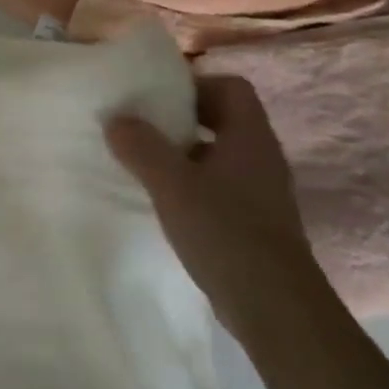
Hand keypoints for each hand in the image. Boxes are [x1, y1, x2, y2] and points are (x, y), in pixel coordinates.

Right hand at [105, 75, 328, 342]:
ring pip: (218, 154)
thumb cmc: (224, 231)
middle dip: (182, 118)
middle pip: (223, 118)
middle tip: (141, 127)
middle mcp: (260, 157)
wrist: (273, 304)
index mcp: (249, 137)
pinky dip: (191, 182)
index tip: (156, 97)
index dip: (195, 84)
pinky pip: (219, 185)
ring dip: (183, 153)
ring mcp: (259, 190)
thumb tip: (116, 118)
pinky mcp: (252, 220)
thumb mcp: (171, 184)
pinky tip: (164, 200)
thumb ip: (141, 147)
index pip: (231, 87)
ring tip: (144, 162)